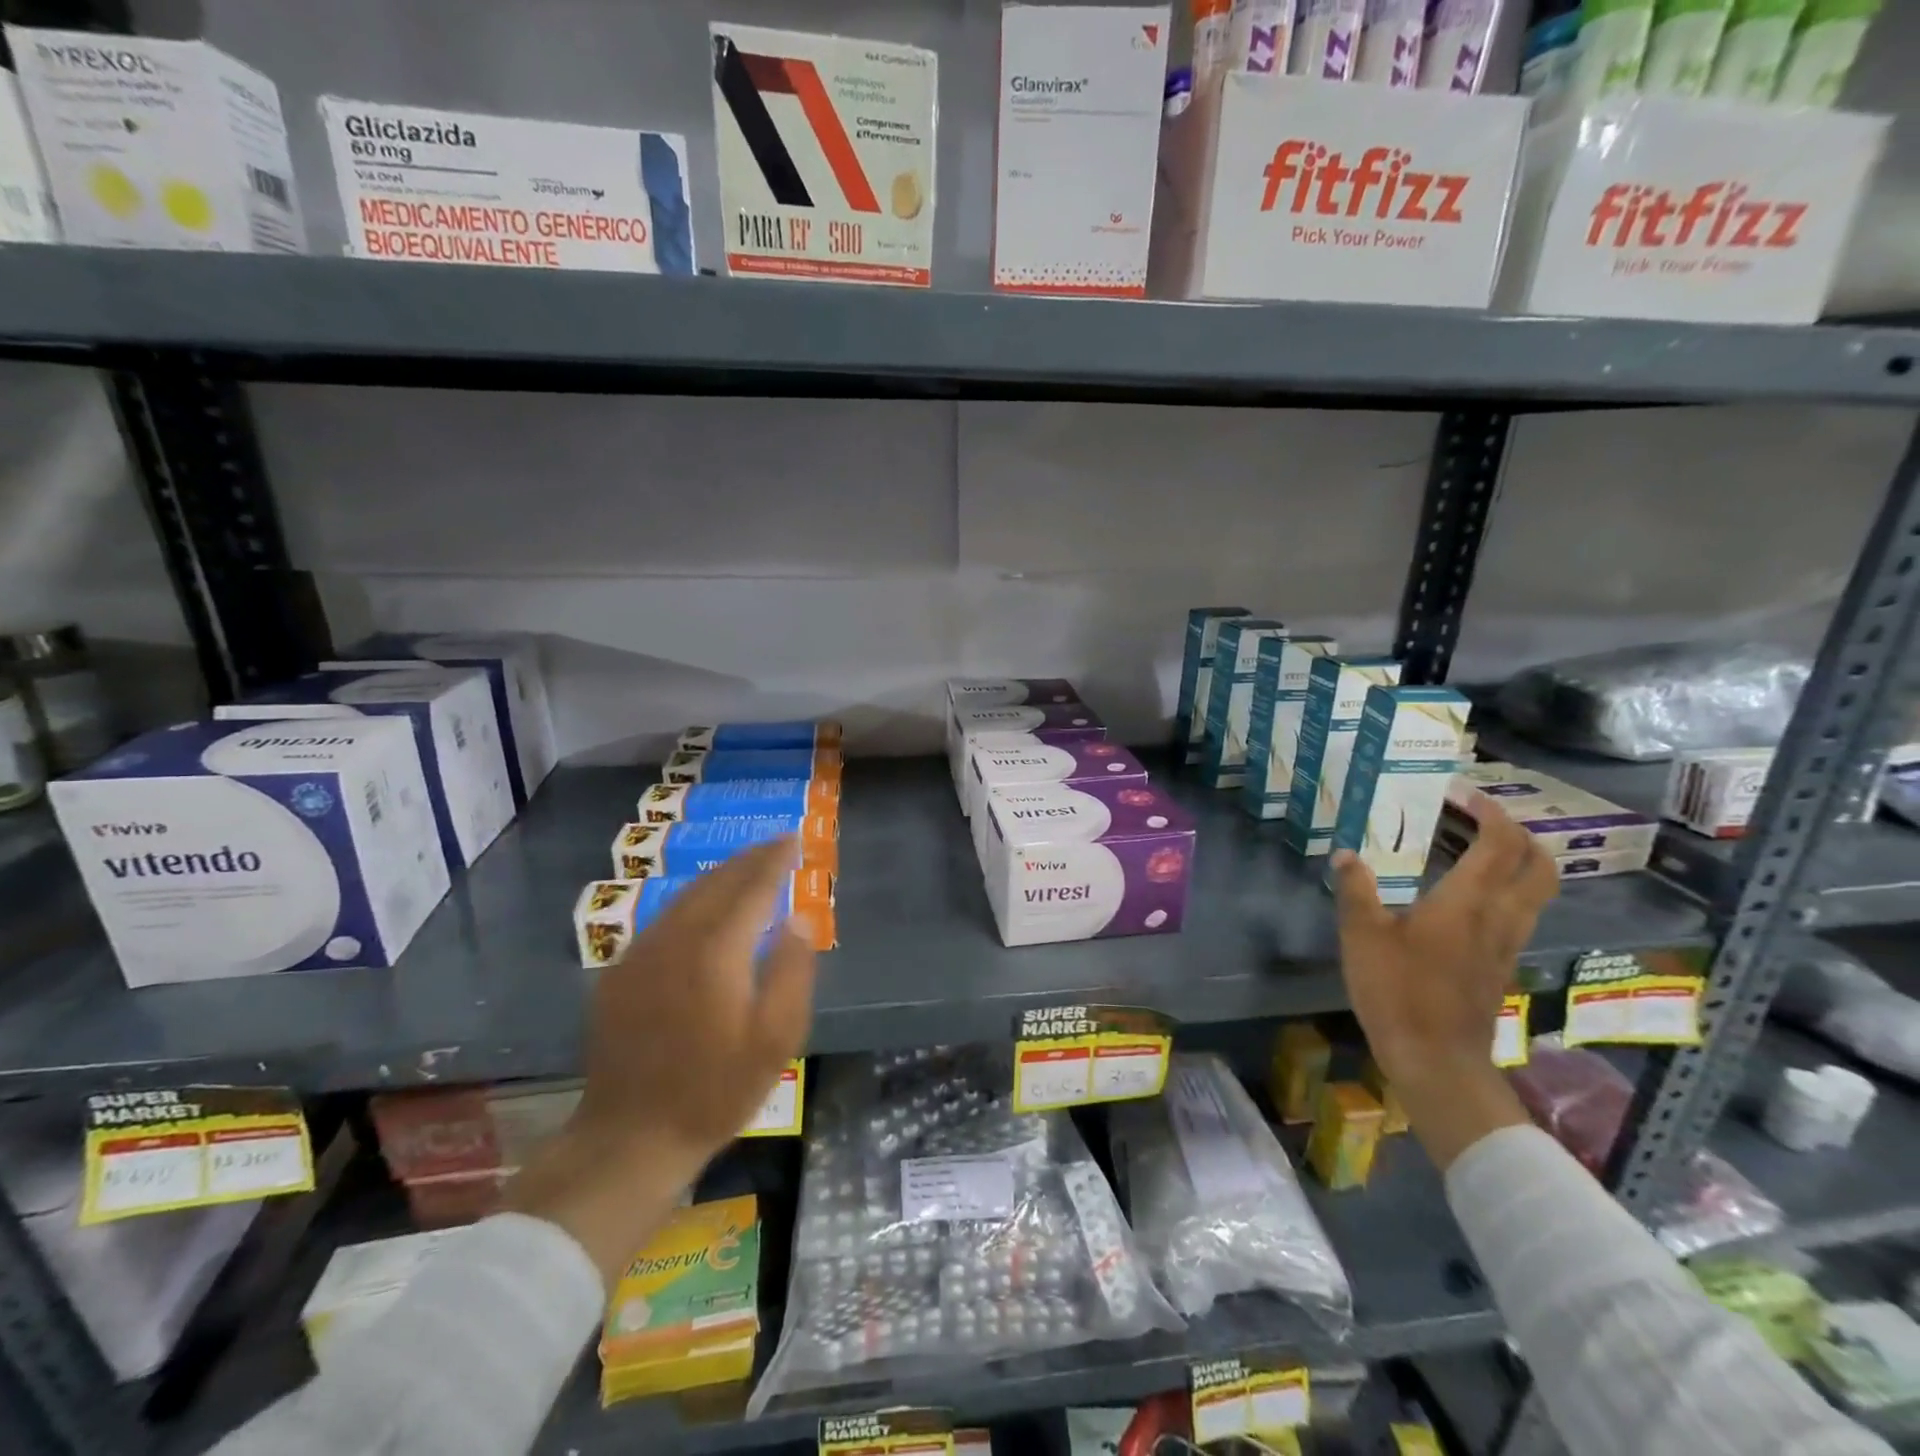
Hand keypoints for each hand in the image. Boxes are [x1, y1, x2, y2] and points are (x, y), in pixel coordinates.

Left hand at [506, 838, 817, 1281]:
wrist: (630, 1136)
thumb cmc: (716, 1090)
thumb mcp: (775, 1039)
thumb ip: (792, 971)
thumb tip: (798, 919)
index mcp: (717, 950)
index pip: (753, 887)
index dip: (775, 860)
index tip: (794, 839)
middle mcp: (676, 938)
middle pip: (717, 881)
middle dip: (749, 859)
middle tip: (775, 845)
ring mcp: (641, 953)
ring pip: (686, 895)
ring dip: (720, 875)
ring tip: (746, 867)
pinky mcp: (620, 973)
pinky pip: (664, 918)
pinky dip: (692, 900)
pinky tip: (703, 908)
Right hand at [1331, 791, 1557, 1169]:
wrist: (1436, 1059)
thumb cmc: (1397, 990)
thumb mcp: (1361, 935)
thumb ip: (1355, 890)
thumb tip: (1345, 854)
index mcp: (1469, 901)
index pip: (1502, 843)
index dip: (1490, 812)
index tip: (1462, 795)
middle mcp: (1500, 916)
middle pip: (1539, 865)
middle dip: (1518, 834)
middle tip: (1480, 820)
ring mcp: (1507, 943)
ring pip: (1536, 891)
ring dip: (1516, 862)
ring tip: (1474, 850)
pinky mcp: (1501, 965)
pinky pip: (1518, 913)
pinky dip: (1504, 890)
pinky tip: (1465, 896)